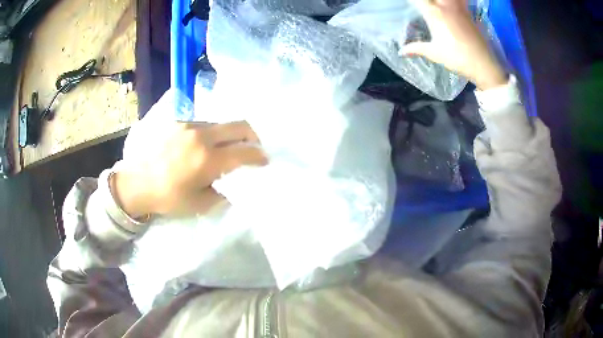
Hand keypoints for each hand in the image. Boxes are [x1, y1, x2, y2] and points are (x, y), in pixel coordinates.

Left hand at [111, 121, 265, 218]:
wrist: (136, 183)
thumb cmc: (167, 198)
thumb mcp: (199, 205)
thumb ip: (223, 193)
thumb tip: (234, 184)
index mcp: (208, 159)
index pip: (245, 151)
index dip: (260, 156)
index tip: (265, 161)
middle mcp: (202, 136)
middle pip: (239, 125)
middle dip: (252, 136)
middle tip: (253, 148)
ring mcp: (189, 126)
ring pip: (221, 124)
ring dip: (230, 135)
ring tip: (225, 149)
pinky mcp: (179, 123)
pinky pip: (204, 125)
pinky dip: (212, 134)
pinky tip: (202, 147)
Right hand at [403, 0, 506, 89]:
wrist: (483, 64)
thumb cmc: (457, 58)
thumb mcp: (434, 53)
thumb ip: (416, 48)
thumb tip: (401, 52)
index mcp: (434, 14)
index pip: (418, 0)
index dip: (413, 2)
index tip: (410, 5)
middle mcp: (446, 6)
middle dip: (427, 1)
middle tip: (424, 7)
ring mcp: (459, 9)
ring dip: (441, 1)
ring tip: (438, 6)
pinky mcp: (469, 14)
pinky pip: (461, 1)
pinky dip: (457, 2)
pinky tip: (453, 7)